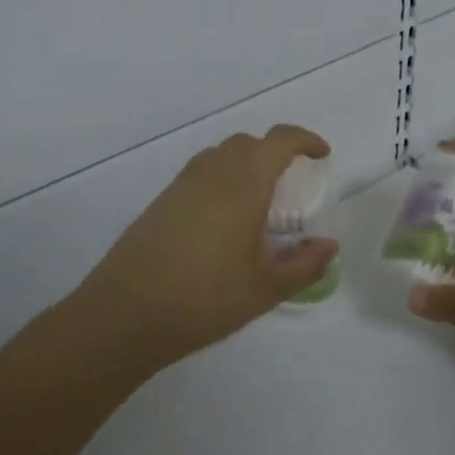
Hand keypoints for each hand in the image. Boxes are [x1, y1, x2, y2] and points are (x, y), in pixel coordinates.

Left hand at [73, 124, 338, 370]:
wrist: (125, 313)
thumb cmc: (204, 298)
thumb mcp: (265, 289)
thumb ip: (304, 264)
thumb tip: (329, 245)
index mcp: (245, 184)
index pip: (280, 141)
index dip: (305, 140)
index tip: (322, 155)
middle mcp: (213, 172)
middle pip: (249, 143)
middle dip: (276, 152)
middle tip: (292, 184)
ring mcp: (182, 184)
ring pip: (221, 155)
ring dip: (246, 164)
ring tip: (259, 201)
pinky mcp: (162, 201)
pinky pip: (201, 173)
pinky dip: (222, 179)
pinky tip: (224, 220)